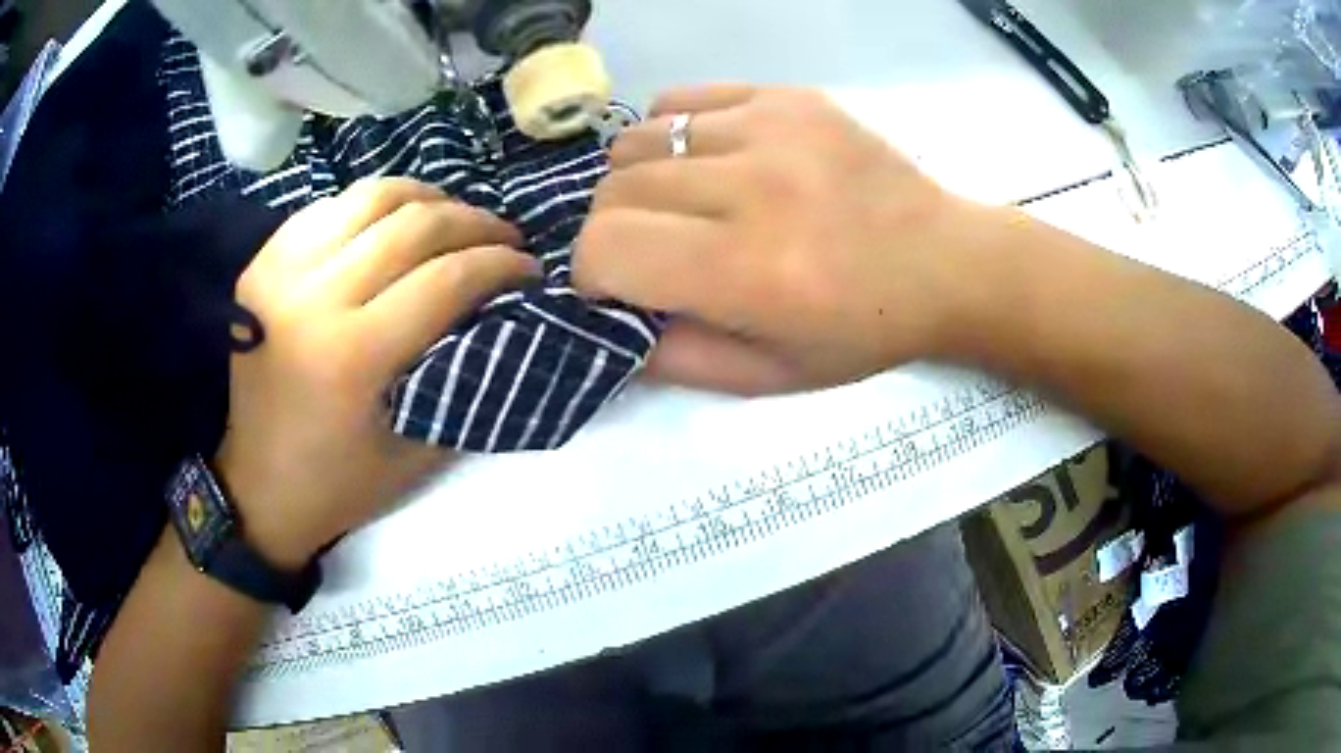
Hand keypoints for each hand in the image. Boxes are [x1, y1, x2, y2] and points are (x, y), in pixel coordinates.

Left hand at [216, 178, 535, 567]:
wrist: (256, 485)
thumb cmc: (338, 483)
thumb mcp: (417, 453)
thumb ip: (463, 381)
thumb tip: (505, 318)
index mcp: (353, 355)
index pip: (446, 277)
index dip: (500, 264)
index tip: (529, 269)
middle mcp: (313, 298)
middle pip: (413, 225)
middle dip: (474, 222)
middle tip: (504, 238)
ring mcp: (280, 273)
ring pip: (370, 197)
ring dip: (426, 199)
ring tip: (453, 218)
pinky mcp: (262, 265)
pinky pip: (329, 208)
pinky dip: (372, 206)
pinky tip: (393, 225)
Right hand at [575, 85, 991, 393]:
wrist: (945, 262)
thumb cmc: (862, 331)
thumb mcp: (768, 378)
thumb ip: (673, 358)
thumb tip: (609, 318)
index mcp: (750, 271)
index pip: (606, 247)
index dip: (591, 273)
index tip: (615, 287)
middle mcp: (755, 187)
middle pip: (614, 190)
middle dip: (611, 230)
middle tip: (650, 250)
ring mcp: (771, 127)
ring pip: (637, 140)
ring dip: (636, 181)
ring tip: (679, 204)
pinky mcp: (787, 97)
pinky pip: (682, 100)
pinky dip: (670, 134)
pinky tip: (704, 161)